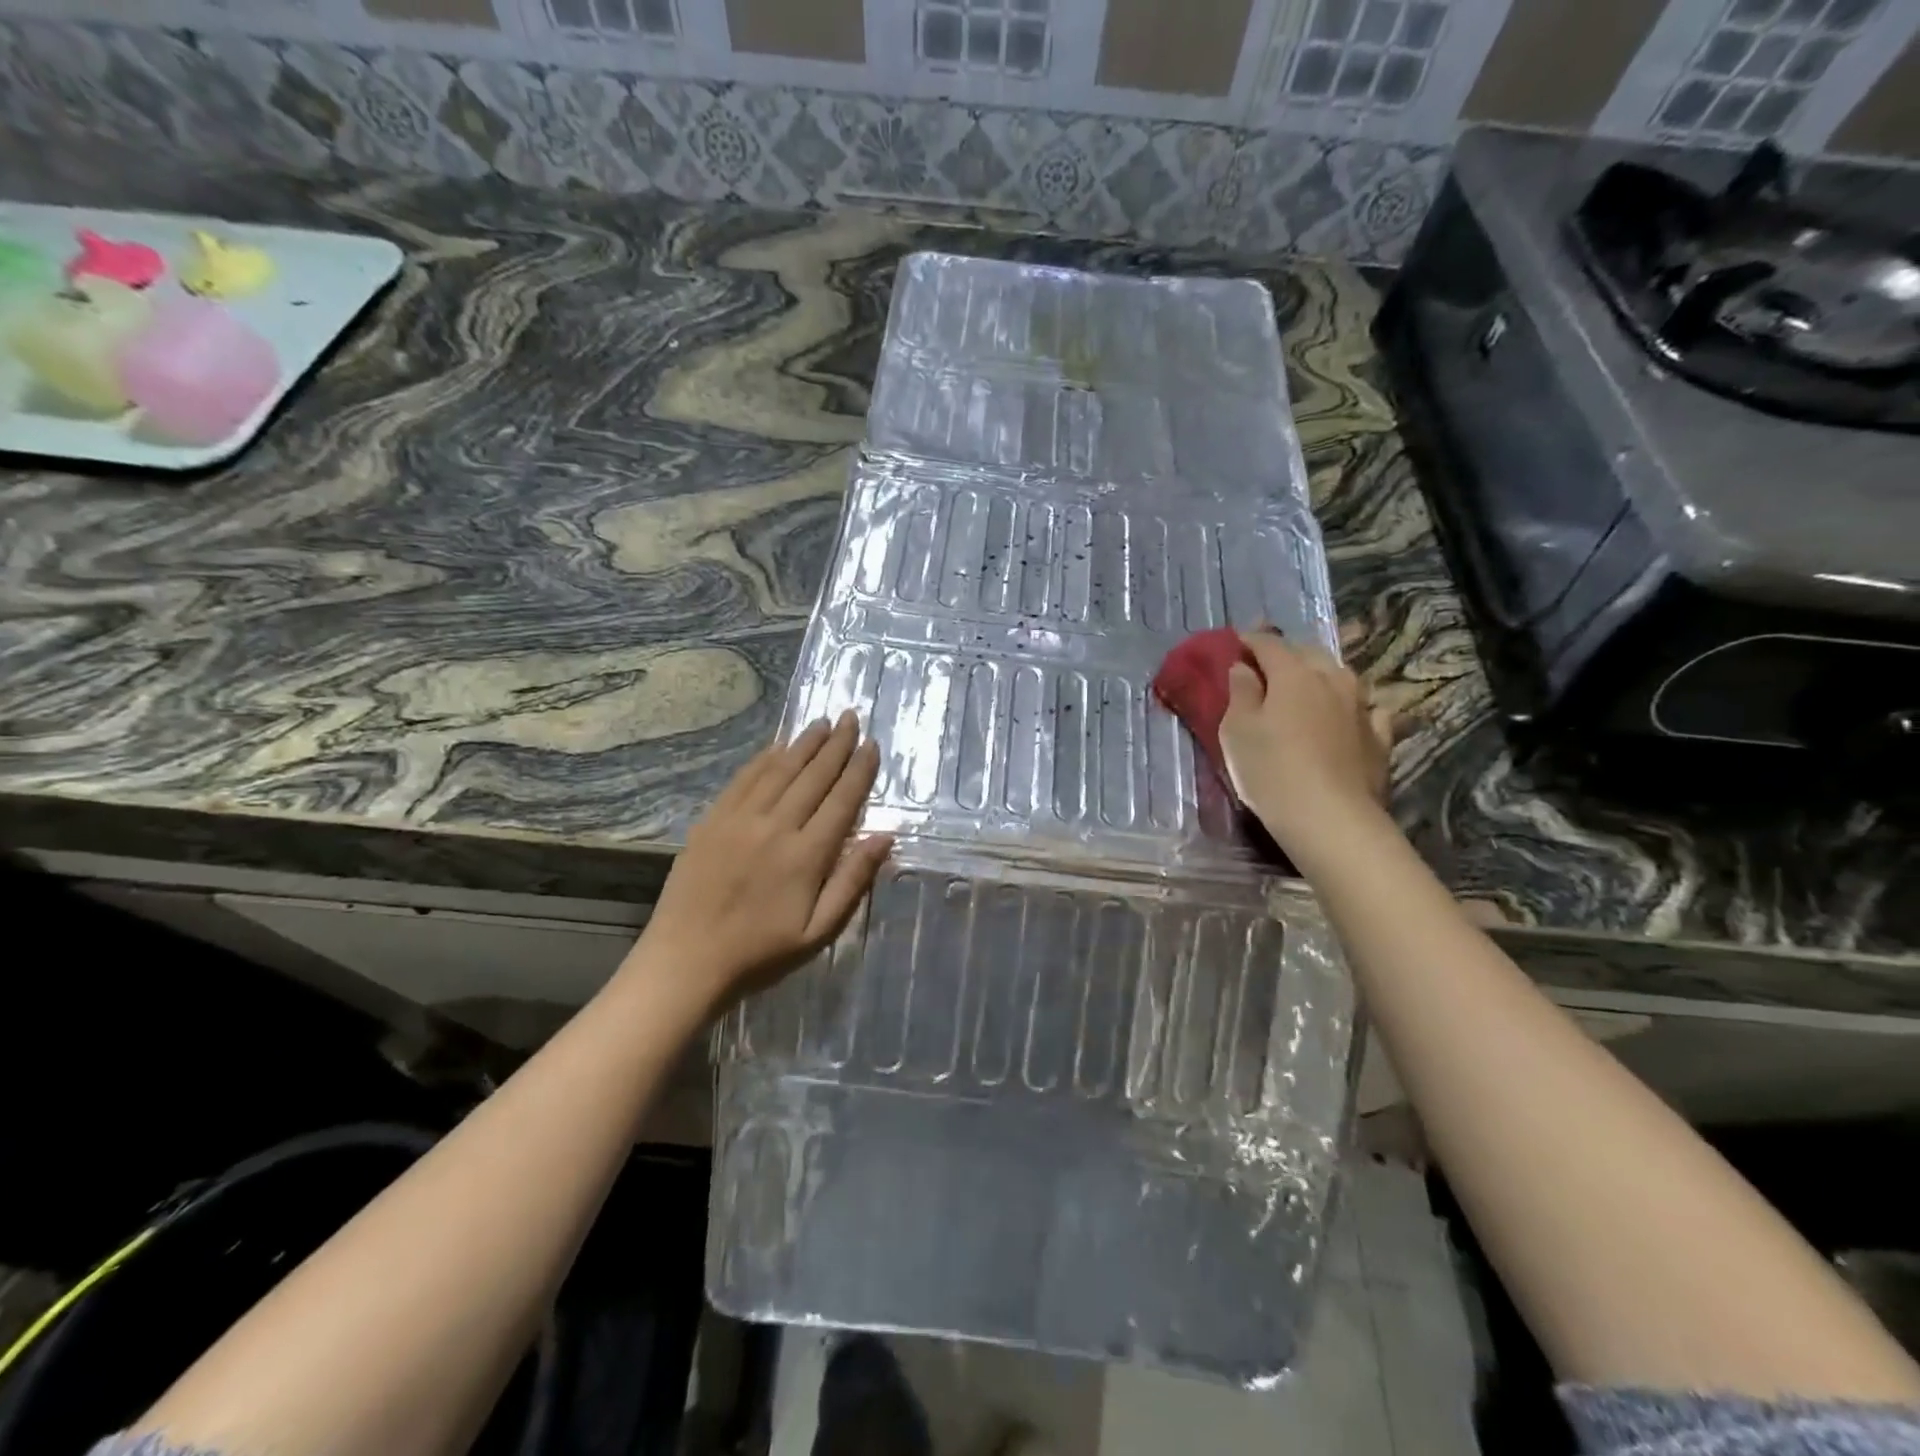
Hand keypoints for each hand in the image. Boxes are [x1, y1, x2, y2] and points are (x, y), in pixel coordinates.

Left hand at [632, 712, 892, 1011]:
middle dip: (836, 744)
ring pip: (779, 770)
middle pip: (813, 776)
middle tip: (850, 717)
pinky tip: (778, 747)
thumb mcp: (818, 932)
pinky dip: (765, 759)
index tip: (872, 745)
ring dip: (804, 744)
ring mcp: (739, 819)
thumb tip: (884, 837)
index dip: (860, 770)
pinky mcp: (712, 821)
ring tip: (821, 723)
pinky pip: (744, 779)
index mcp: (806, 855)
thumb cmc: (760, 954)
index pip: (842, 800)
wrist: (685, 962)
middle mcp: (775, 826)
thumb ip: (852, 881)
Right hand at [1218, 630, 1393, 868]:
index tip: (1235, 643)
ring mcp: (1361, 707)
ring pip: (1339, 676)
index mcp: (1293, 673)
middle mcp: (1332, 679)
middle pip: (1308, 653)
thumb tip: (1244, 668)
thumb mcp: (1236, 731)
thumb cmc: (1270, 770)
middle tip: (1265, 667)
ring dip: (1319, 676)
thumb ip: (1239, 693)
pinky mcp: (1379, 737)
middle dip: (1286, 654)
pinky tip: (1348, 717)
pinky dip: (1351, 707)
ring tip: (1304, 689)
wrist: (1330, 819)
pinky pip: (1366, 709)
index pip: (1268, 644)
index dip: (1249, 640)